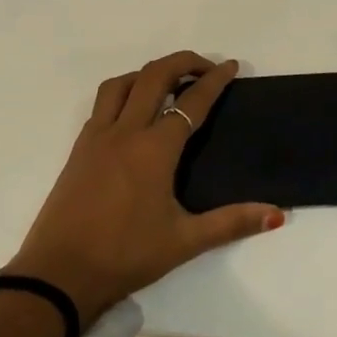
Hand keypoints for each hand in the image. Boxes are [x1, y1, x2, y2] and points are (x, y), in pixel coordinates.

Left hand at [5, 52, 285, 327]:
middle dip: (183, 62)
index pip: (191, 102)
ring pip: (122, 83)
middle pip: (154, 76)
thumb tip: (277, 215)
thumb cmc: (125, 256)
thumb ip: (232, 222)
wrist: (59, 274)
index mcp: (154, 149)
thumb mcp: (184, 241)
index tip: (231, 67)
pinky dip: (125, 91)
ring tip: (169, 84)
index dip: (214, 81)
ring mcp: (97, 137)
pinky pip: (103, 103)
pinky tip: (134, 113)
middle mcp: (125, 132)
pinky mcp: (79, 148)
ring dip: (149, 73)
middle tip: (206, 68)